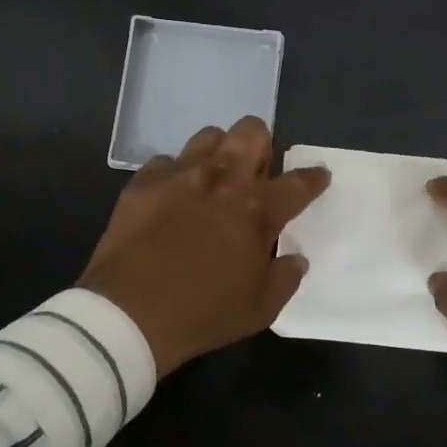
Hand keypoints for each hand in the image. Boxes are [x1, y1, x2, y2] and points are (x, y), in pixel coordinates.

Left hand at [80, 116, 330, 375]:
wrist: (128, 315)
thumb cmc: (203, 314)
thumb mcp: (260, 309)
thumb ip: (285, 277)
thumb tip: (295, 258)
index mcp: (258, 210)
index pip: (299, 182)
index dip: (314, 177)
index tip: (318, 175)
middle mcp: (223, 179)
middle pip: (252, 131)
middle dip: (261, 145)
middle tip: (255, 173)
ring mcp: (180, 174)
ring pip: (209, 135)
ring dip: (218, 153)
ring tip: (213, 179)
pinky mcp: (143, 181)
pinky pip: (166, 161)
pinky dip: (175, 175)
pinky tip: (171, 198)